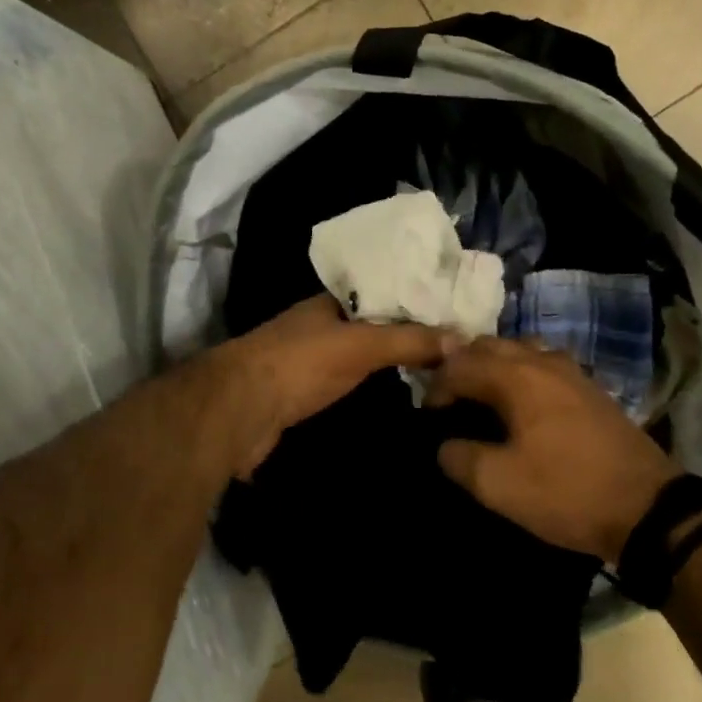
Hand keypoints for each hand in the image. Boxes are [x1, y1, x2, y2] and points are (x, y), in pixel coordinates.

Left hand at [220, 296, 455, 477]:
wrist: (239, 410)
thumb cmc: (299, 363)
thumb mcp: (359, 344)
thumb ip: (408, 340)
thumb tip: (462, 338)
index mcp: (330, 301)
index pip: (381, 291)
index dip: (413, 299)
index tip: (450, 312)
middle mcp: (319, 325)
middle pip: (371, 324)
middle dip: (405, 332)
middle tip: (452, 346)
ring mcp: (309, 359)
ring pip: (359, 354)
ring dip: (389, 360)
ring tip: (435, 370)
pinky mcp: (303, 392)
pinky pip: (347, 381)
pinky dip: (371, 384)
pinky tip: (396, 394)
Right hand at [428, 338, 676, 560]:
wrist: (648, 508)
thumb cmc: (567, 492)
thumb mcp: (499, 486)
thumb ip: (459, 457)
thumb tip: (445, 444)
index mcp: (516, 377)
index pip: (460, 364)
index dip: (436, 388)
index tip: (428, 418)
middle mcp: (542, 361)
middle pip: (489, 346)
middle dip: (462, 367)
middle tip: (451, 402)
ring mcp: (571, 371)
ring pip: (519, 350)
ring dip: (494, 367)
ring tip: (484, 400)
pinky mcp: (590, 388)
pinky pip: (543, 365)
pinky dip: (521, 375)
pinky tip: (523, 406)